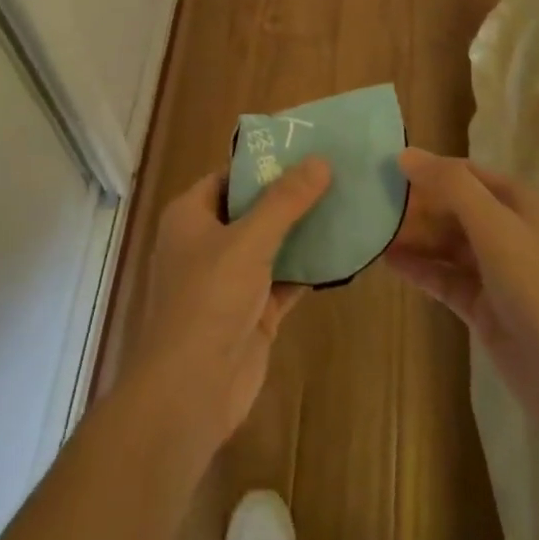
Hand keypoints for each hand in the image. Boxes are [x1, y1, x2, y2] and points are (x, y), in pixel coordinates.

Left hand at [130, 159, 329, 453]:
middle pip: (253, 208)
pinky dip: (309, 267)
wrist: (191, 390)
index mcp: (191, 216)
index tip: (306, 149)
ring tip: (348, 203)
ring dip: (304, 230)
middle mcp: (207, 243)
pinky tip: (344, 251)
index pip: (229, 176)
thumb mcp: (249, 241)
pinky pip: (284, 278)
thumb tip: (320, 161)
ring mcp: (229, 280)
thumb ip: (285, 201)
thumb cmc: (208, 300)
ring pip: (272, 244)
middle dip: (291, 195)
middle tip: (336, 173)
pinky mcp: (252, 311)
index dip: (264, 162)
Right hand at [386, 149, 538, 437]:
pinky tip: (386, 261)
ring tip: (368, 230)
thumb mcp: (495, 226)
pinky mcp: (482, 306)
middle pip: (452, 207)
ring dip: (412, 236)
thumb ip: (451, 186)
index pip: (464, 172)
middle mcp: (506, 230)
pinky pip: (443, 277)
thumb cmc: (538, 288)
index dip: (426, 169)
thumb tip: (405, 154)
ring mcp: (494, 270)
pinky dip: (418, 268)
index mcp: (518, 202)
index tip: (382, 168)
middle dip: (414, 204)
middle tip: (367, 203)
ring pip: (445, 243)